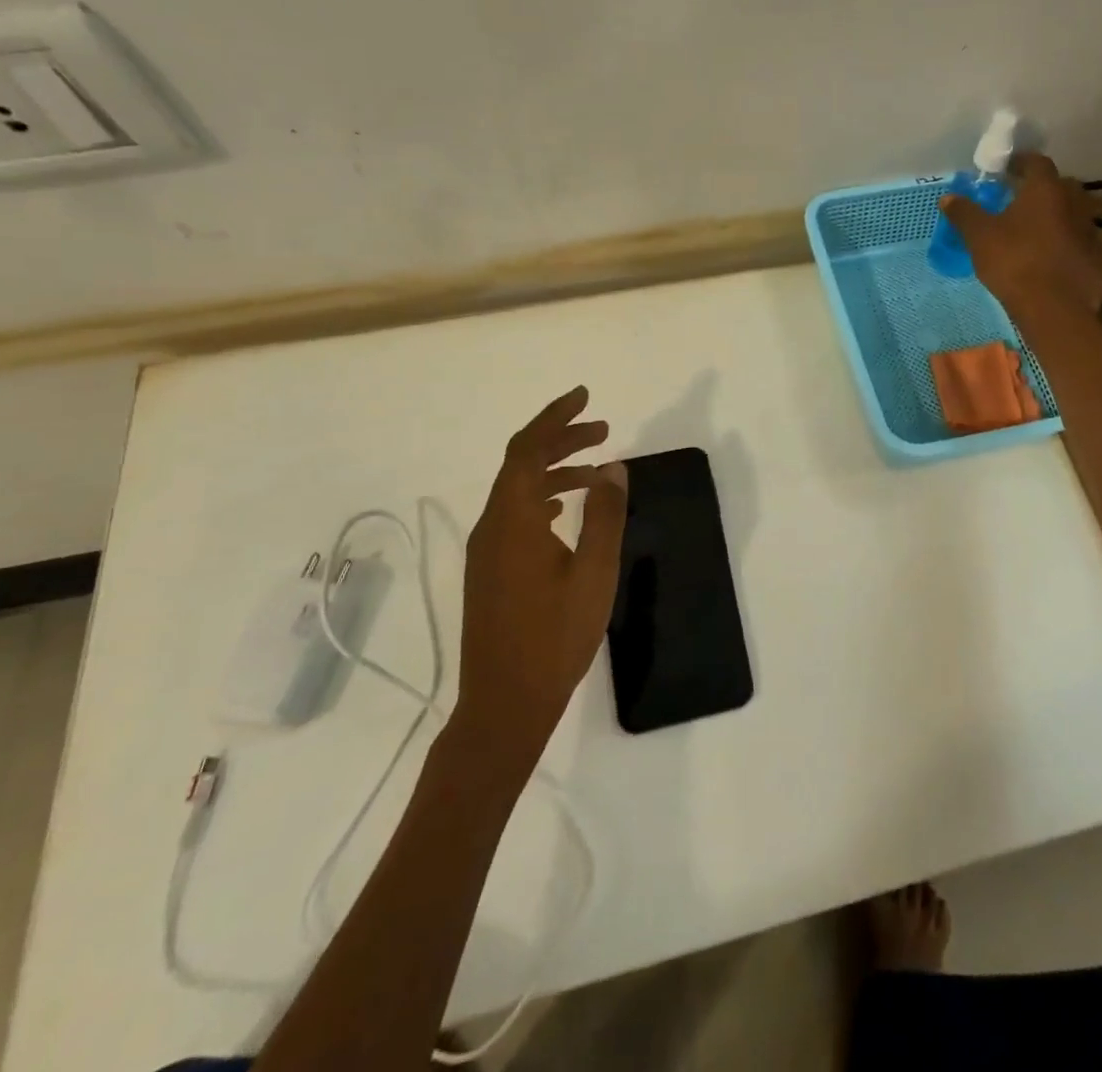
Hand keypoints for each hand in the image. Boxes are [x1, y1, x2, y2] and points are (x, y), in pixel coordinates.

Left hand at [457, 387, 626, 754]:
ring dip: (555, 469)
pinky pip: (516, 514)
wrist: (504, 704)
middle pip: (521, 464)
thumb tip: (613, 468)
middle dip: (561, 439)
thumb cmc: (554, 638)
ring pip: (518, 490)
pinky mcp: (491, 571)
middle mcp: (492, 526)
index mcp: (512, 520)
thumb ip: (604, 516)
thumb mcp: (593, 574)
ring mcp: (487, 551)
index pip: (527, 448)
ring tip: (597, 468)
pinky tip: (567, 511)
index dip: (554, 417)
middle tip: (603, 429)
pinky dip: (544, 497)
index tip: (584, 396)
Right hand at [940, 152, 1101, 316]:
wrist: (1054, 308)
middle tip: (1020, 202)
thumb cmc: (1014, 262)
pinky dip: (1066, 247)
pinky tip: (1051, 263)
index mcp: (1045, 190)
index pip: (1036, 162)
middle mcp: (1074, 203)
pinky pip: (1079, 245)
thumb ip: (964, 214)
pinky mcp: (1098, 260)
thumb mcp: (979, 237)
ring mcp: (1090, 232)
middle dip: (1041, 191)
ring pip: (1073, 216)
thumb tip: (947, 198)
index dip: (1020, 163)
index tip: (1006, 170)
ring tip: (1034, 234)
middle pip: (1060, 187)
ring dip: (1056, 219)